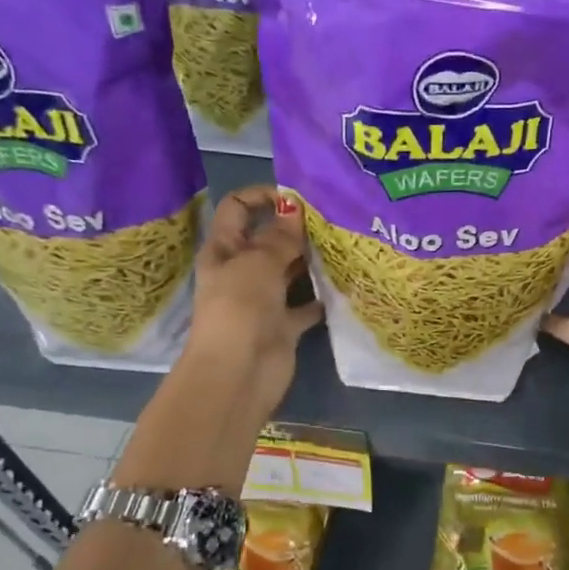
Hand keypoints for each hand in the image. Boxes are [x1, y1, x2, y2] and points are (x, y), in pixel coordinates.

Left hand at [185, 186, 321, 423]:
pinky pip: (304, 306)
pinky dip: (321, 298)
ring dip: (311, 260)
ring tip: (344, 245)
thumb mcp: (258, 263)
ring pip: (289, 271)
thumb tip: (294, 208)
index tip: (298, 197)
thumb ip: (279, 236)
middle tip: (333, 218)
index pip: (238, 208)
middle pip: (268, 239)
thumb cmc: (240, 308)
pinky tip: (344, 285)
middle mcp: (242, 271)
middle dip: (295, 227)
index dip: (263, 197)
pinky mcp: (283, 326)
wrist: (240, 372)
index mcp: (224, 249)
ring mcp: (263, 300)